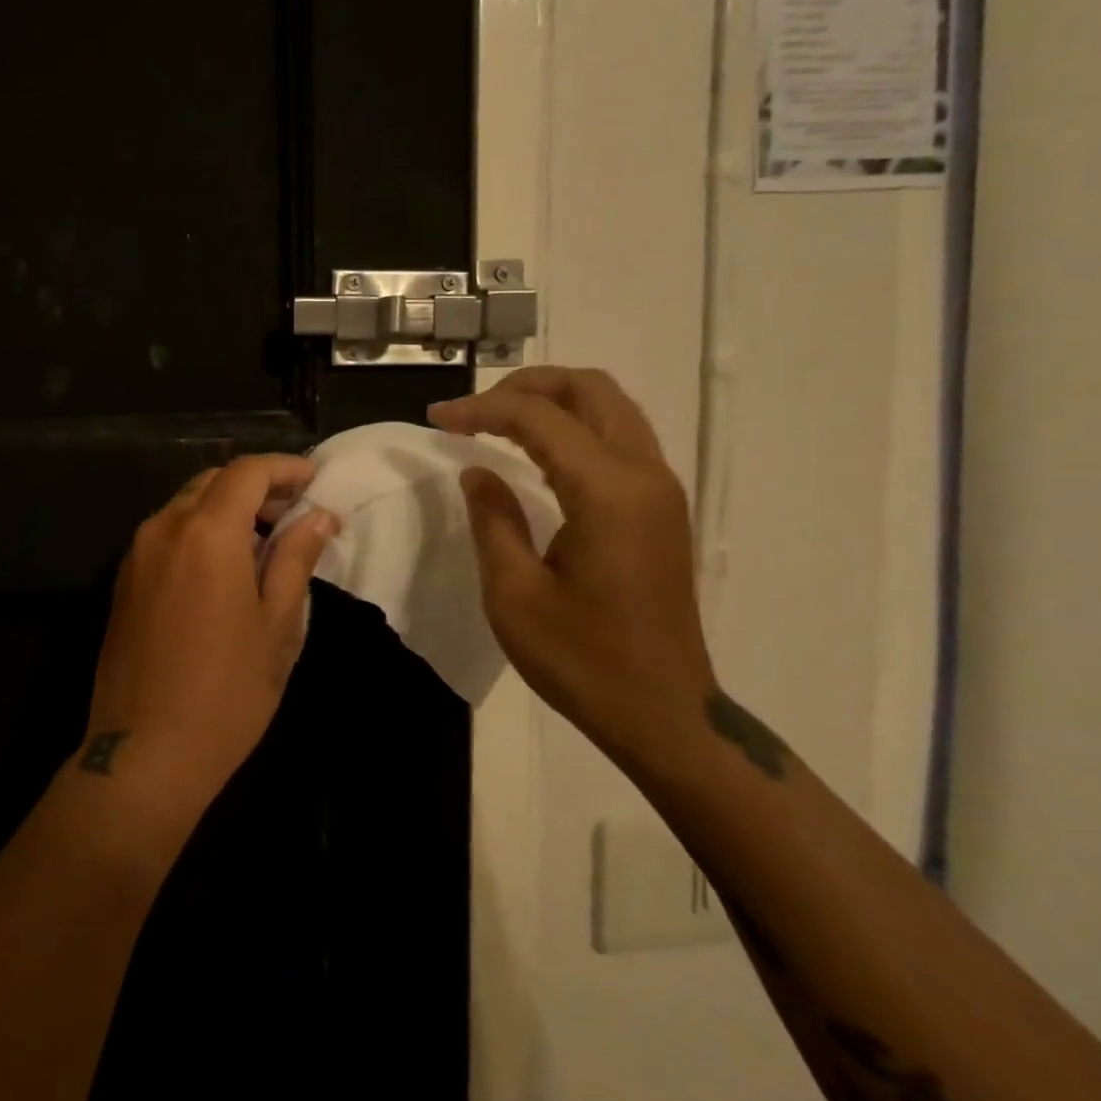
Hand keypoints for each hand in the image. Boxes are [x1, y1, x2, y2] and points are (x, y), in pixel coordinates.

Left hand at [73, 454, 338, 834]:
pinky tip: (222, 567)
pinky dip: (199, 530)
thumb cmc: (227, 693)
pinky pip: (166, 533)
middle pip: (213, 481)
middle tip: (293, 513)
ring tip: (262, 542)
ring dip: (226, 508)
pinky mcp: (123, 579)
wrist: (143, 755)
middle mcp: (164, 528)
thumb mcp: (277, 625)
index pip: (247, 472)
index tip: (314, 480)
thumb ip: (296, 558)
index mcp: (207, 533)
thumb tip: (319, 516)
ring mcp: (136, 553)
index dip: (284, 467)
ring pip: (187, 505)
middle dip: (256, 486)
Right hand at [429, 367, 714, 771]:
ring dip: (553, 401)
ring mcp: (660, 489)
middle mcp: (644, 474)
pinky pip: (618, 438)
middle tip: (474, 410)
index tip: (436, 419)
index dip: (481, 409)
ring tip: (498, 421)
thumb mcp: (514, 594)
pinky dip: (574, 427)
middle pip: (589, 389)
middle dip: (526, 385)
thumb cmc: (583, 660)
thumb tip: (477, 472)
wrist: (665, 715)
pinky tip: (536, 453)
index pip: (539, 417)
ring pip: (610, 408)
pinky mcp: (662, 508)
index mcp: (607, 491)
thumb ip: (493, 519)